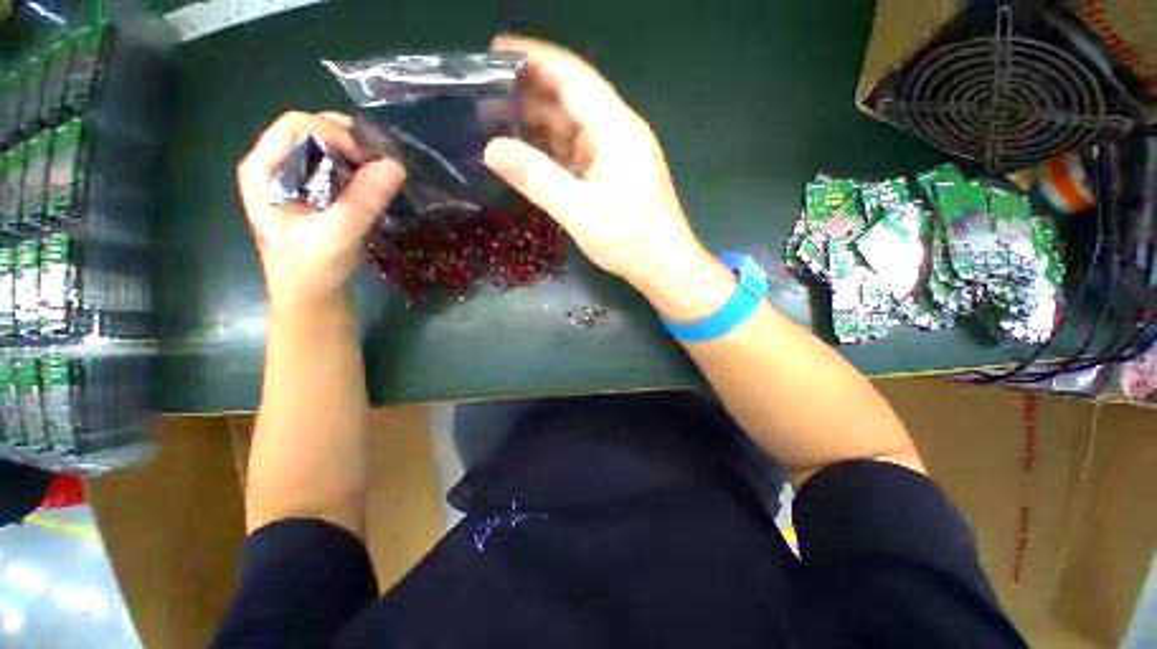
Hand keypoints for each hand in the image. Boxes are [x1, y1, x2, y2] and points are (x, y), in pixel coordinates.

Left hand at [237, 111, 404, 312]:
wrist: (312, 300)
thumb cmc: (313, 268)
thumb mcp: (338, 232)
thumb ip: (365, 198)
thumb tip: (396, 165)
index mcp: (263, 169)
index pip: (297, 125)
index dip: (336, 134)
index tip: (367, 162)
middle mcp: (276, 168)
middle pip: (313, 133)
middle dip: (350, 143)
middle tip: (380, 166)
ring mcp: (294, 183)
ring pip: (328, 151)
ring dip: (358, 159)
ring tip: (382, 178)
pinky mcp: (314, 197)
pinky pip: (337, 172)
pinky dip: (360, 174)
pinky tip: (375, 189)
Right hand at [483, 36, 732, 319]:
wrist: (665, 266)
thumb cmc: (629, 240)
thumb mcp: (579, 211)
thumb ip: (536, 178)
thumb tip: (491, 148)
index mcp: (616, 129)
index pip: (573, 76)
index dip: (535, 58)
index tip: (496, 51)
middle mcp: (620, 132)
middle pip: (573, 99)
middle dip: (532, 93)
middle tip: (488, 96)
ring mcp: (620, 154)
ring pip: (576, 126)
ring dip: (542, 124)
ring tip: (501, 123)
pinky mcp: (617, 174)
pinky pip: (581, 151)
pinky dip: (556, 149)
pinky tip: (534, 154)